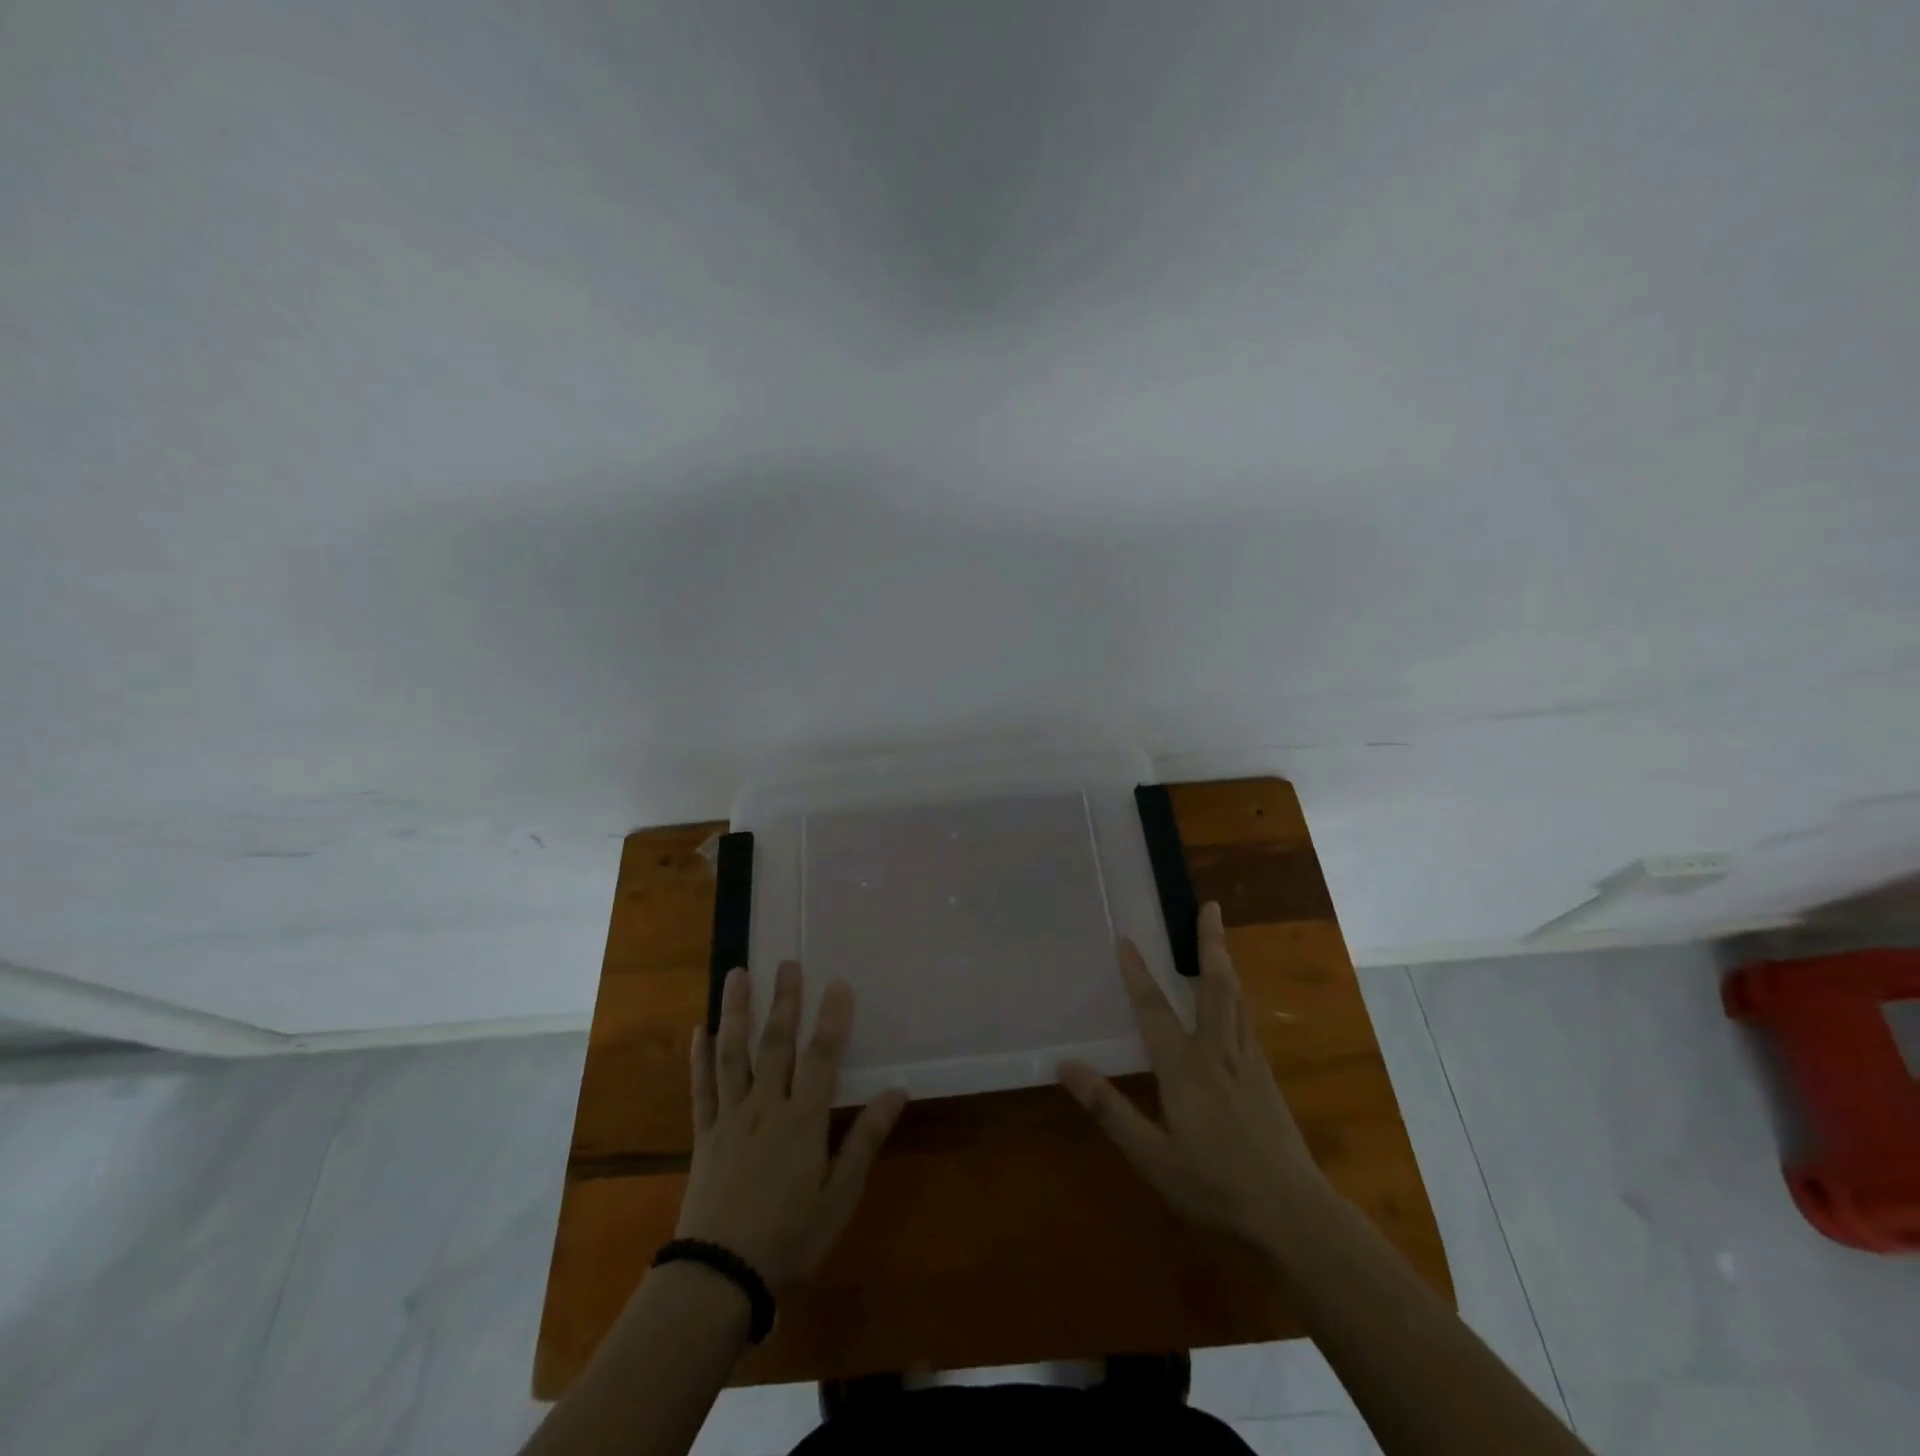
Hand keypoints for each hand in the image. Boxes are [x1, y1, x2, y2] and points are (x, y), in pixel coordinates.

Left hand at [675, 963, 907, 1291]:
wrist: (720, 1279)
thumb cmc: (790, 1239)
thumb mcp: (839, 1196)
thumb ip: (865, 1139)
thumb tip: (898, 1091)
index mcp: (802, 1121)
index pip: (820, 1057)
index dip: (831, 1018)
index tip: (837, 982)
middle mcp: (765, 1107)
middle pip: (775, 1043)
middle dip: (784, 1000)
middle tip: (787, 962)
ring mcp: (730, 1118)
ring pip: (733, 1054)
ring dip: (736, 1011)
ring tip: (737, 974)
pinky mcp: (704, 1135)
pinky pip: (701, 1088)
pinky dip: (699, 1057)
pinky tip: (698, 1030)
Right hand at [1058, 902, 1326, 1247]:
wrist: (1295, 1216)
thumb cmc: (1216, 1188)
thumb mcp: (1153, 1157)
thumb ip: (1109, 1109)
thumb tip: (1064, 1066)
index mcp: (1185, 1069)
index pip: (1154, 1010)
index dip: (1138, 973)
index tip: (1126, 938)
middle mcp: (1218, 1053)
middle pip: (1215, 986)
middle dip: (1209, 943)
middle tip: (1209, 906)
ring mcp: (1249, 1063)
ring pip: (1237, 998)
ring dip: (1226, 962)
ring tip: (1219, 936)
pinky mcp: (1267, 1078)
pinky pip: (1248, 1020)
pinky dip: (1237, 994)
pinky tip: (1236, 999)